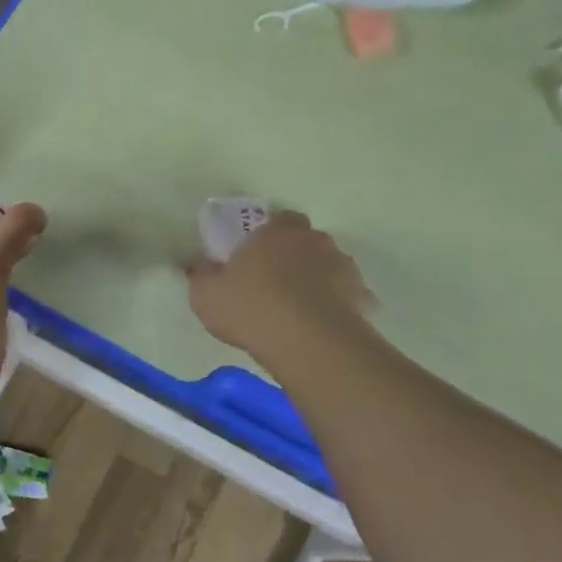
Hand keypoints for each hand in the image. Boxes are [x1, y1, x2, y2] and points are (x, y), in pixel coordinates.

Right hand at [186, 210, 375, 367]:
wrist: (309, 342)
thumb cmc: (251, 308)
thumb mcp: (206, 295)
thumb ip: (201, 275)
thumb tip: (198, 265)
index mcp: (277, 231)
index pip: (278, 219)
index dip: (266, 236)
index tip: (252, 256)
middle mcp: (315, 240)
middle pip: (304, 242)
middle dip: (291, 257)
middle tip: (270, 282)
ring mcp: (344, 267)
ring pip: (326, 267)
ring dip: (314, 280)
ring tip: (294, 310)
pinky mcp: (362, 297)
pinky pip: (343, 296)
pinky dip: (333, 305)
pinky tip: (316, 326)